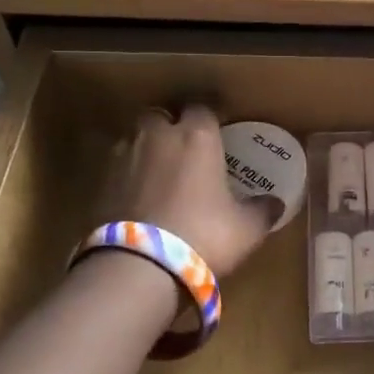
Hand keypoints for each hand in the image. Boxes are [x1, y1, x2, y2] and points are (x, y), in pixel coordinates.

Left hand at [94, 106, 276, 276]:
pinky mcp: (98, 183)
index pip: (203, 107)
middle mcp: (158, 136)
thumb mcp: (246, 228)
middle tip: (184, 148)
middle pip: (160, 114)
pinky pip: (117, 168)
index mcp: (197, 136)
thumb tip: (276, 203)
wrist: (138, 267)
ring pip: (134, 138)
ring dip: (146, 149)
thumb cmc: (203, 236)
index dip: (210, 116)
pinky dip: (127, 176)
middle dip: (170, 126)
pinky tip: (138, 197)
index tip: (219, 129)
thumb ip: (262, 210)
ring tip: (159, 173)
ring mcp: (123, 156)